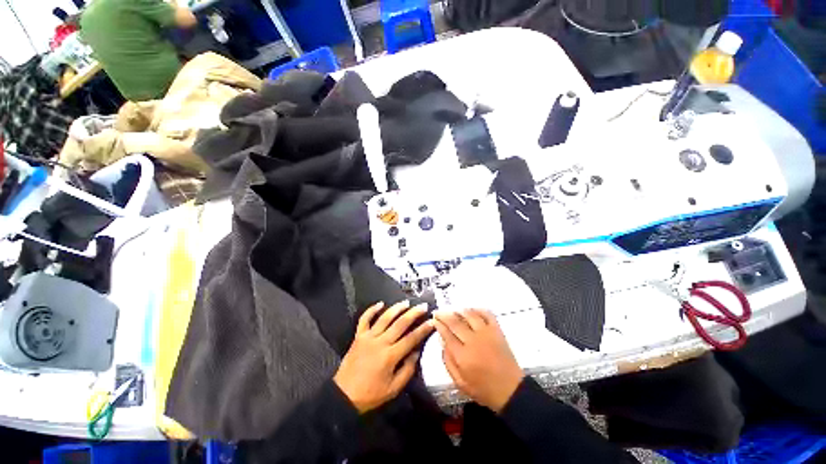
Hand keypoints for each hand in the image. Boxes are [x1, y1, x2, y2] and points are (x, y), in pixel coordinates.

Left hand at [334, 301, 433, 413]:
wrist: (343, 396)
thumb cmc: (371, 394)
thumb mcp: (393, 389)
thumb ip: (407, 370)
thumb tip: (416, 352)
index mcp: (390, 356)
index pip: (411, 339)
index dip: (423, 329)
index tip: (432, 321)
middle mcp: (380, 342)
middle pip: (400, 324)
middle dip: (413, 313)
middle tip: (423, 306)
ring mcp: (368, 337)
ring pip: (384, 318)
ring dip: (396, 308)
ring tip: (406, 302)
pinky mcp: (358, 336)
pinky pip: (365, 319)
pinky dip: (372, 310)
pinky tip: (380, 303)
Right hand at [434, 309, 523, 412]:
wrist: (511, 390)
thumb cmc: (483, 389)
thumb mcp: (460, 382)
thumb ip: (448, 361)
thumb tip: (442, 341)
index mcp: (463, 356)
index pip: (447, 335)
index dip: (438, 325)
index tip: (434, 320)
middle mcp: (473, 341)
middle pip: (455, 322)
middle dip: (444, 315)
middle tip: (438, 312)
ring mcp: (486, 334)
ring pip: (469, 315)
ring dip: (459, 311)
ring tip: (453, 311)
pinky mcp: (497, 331)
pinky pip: (487, 314)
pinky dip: (478, 310)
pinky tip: (472, 310)